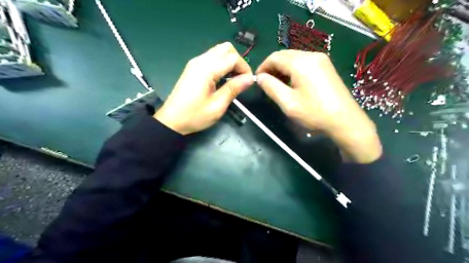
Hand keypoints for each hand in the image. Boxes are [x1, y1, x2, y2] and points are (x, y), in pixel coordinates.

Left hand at [155, 42, 254, 134]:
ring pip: (219, 51)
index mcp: (206, 69)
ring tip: (233, 79)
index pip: (232, 58)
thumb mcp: (217, 106)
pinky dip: (222, 64)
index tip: (248, 82)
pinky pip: (211, 58)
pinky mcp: (193, 67)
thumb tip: (250, 78)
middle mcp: (200, 60)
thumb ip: (234, 89)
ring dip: (230, 62)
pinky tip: (222, 79)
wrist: (172, 120)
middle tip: (241, 79)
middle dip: (238, 61)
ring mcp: (195, 63)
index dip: (244, 68)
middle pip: (226, 49)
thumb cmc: (195, 116)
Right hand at [257, 49, 379, 163]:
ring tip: (278, 84)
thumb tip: (260, 77)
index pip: (275, 57)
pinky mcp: (326, 66)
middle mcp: (311, 55)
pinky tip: (292, 82)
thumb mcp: (288, 103)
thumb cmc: (314, 113)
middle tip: (267, 83)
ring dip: (283, 68)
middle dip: (272, 67)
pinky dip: (293, 69)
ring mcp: (321, 59)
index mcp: (301, 63)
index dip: (263, 67)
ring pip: (294, 58)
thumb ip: (271, 87)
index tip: (258, 80)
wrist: (345, 120)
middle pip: (285, 55)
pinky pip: (304, 62)